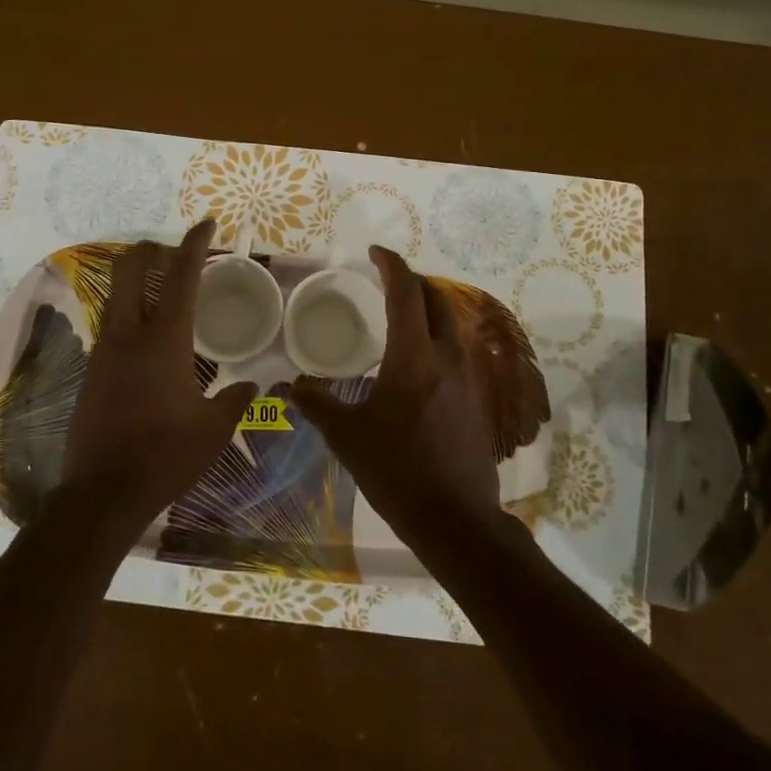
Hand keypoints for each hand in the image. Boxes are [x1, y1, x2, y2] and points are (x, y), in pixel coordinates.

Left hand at [59, 219, 258, 541]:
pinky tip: (149, 337)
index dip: (194, 244)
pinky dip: (130, 312)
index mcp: (164, 341)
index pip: (181, 277)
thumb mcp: (213, 431)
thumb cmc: (164, 456)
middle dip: (152, 249)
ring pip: (116, 294)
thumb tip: (252, 385)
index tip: (206, 224)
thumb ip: (234, 400)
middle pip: (130, 268)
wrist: (101, 493)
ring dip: (138, 280)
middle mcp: (128, 334)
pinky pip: (111, 324)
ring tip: (166, 291)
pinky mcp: (91, 370)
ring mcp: (104, 350)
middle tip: (177, 254)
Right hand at [290, 246, 501, 544]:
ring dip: (429, 308)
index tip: (375, 252)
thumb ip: (317, 404)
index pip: (406, 292)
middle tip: (386, 281)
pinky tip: (420, 360)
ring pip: (452, 324)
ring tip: (402, 316)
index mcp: (414, 356)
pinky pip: (459, 350)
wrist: (455, 518)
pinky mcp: (477, 399)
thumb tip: (292, 386)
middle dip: (412, 282)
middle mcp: (447, 356)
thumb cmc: (396, 470)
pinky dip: (438, 337)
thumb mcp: (347, 436)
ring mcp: (469, 378)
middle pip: (436, 300)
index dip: (391, 265)